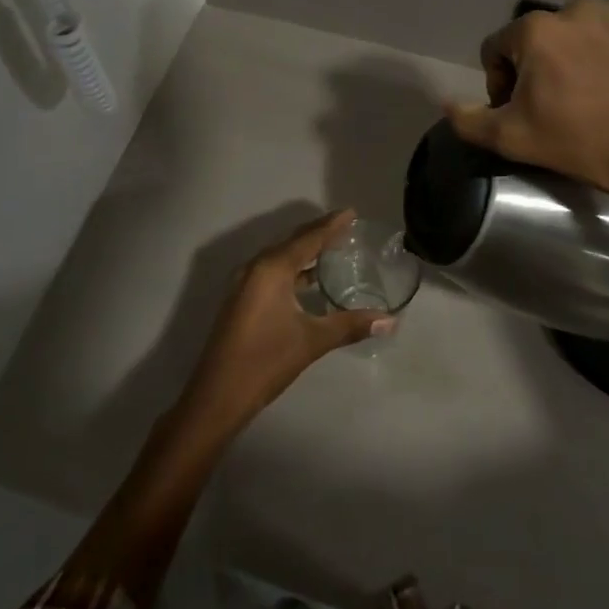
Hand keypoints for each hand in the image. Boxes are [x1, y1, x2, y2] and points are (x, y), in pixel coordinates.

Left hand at [177, 210, 389, 436]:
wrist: (218, 394)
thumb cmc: (266, 360)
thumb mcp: (312, 341)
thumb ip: (351, 325)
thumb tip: (390, 320)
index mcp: (272, 269)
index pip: (308, 238)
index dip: (331, 225)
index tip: (351, 213)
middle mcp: (256, 268)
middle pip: (292, 242)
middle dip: (318, 233)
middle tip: (345, 226)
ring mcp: (245, 284)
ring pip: (280, 258)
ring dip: (304, 251)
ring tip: (332, 249)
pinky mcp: (241, 299)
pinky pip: (271, 272)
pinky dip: (293, 269)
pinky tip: (308, 280)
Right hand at [445, 0, 608, 220]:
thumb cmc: (581, 142)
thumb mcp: (512, 139)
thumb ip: (468, 120)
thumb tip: (447, 103)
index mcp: (535, 30)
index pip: (495, 49)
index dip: (498, 83)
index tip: (519, 112)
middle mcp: (572, 8)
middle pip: (533, 40)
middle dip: (533, 69)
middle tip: (551, 107)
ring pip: (570, 35)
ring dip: (567, 58)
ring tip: (583, 95)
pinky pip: (604, 35)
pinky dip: (600, 54)